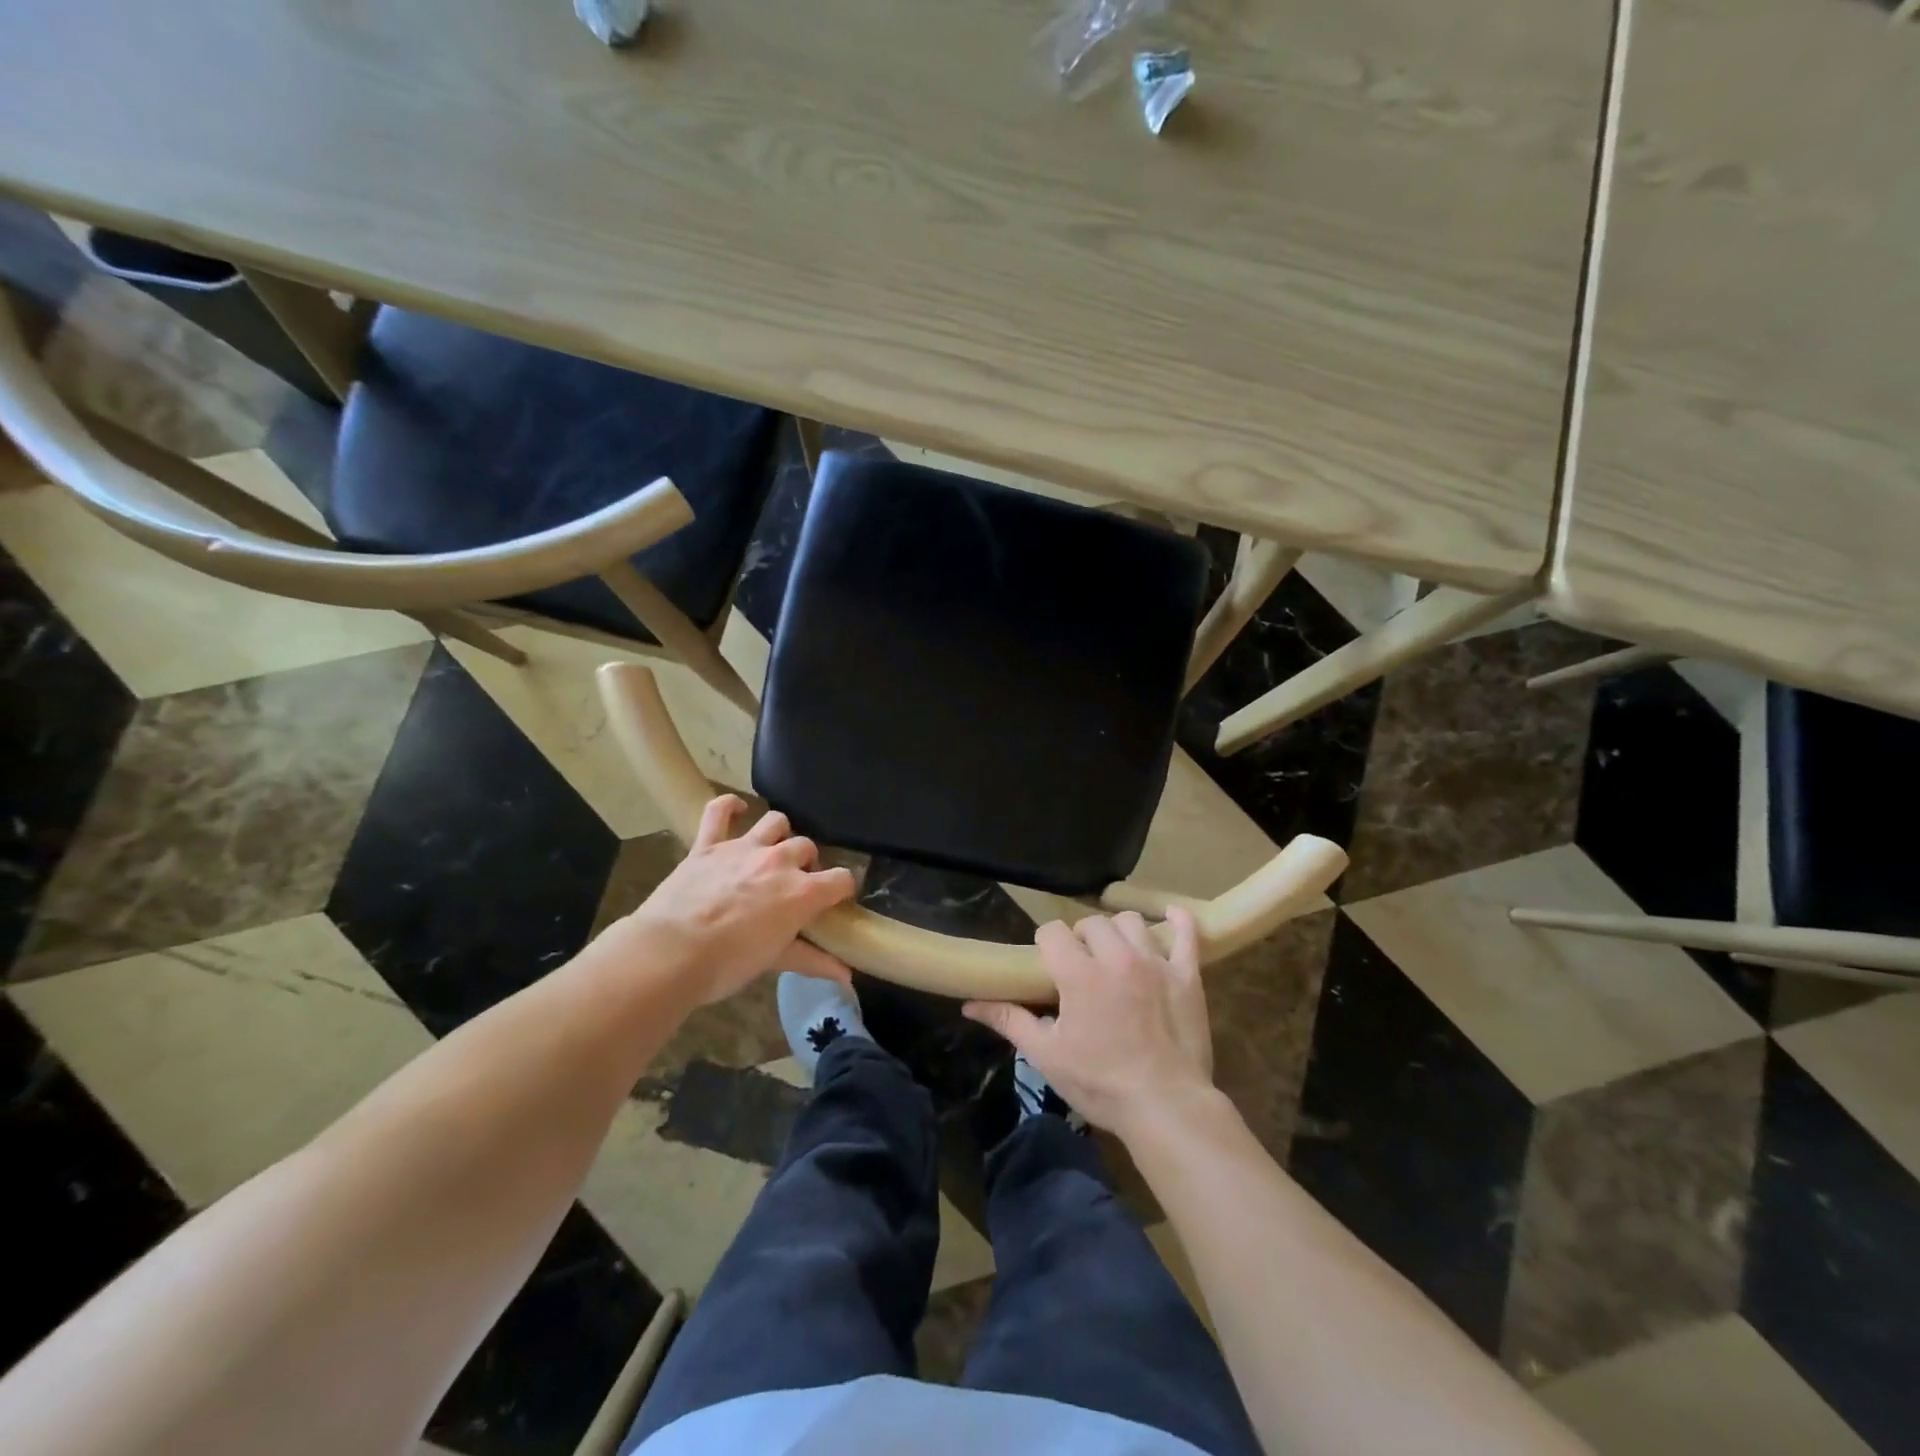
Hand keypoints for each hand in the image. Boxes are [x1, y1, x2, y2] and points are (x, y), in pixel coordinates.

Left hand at [626, 795, 855, 1006]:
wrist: (670, 953)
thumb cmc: (727, 964)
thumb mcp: (775, 962)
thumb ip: (814, 961)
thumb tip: (847, 976)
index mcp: (801, 892)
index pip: (841, 879)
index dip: (843, 888)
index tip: (836, 899)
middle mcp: (779, 861)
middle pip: (807, 848)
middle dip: (807, 863)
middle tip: (794, 885)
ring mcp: (743, 848)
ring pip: (775, 822)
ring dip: (780, 834)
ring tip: (772, 851)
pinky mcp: (709, 845)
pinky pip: (719, 811)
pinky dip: (729, 806)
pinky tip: (736, 809)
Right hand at [963, 909, 1214, 1140]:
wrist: (1166, 1107)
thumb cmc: (1100, 1083)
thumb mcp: (1047, 1055)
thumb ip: (1010, 1021)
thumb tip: (969, 1005)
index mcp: (1079, 974)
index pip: (1052, 932)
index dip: (1046, 943)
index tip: (1048, 963)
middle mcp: (1116, 957)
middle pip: (1092, 923)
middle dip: (1081, 938)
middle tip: (1081, 965)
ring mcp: (1156, 962)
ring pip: (1131, 922)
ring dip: (1118, 932)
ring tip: (1115, 954)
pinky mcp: (1187, 975)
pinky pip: (1187, 933)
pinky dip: (1178, 920)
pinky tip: (1170, 915)